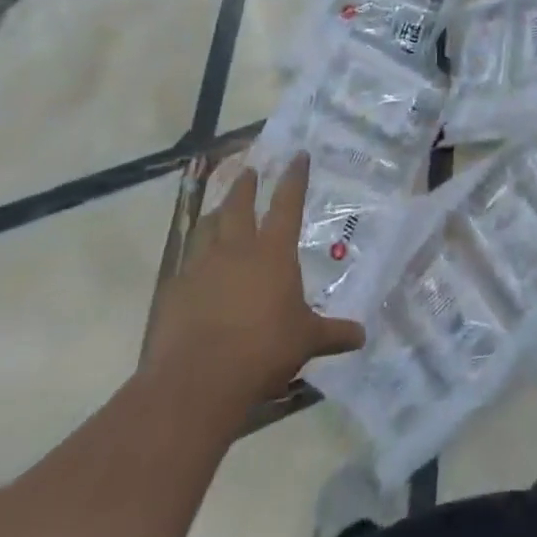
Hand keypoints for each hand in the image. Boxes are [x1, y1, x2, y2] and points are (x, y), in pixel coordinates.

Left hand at [145, 153, 365, 407]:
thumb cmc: (263, 350)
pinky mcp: (174, 290)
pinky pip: (185, 261)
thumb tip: (361, 336)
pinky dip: (193, 255)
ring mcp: (201, 266)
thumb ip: (333, 333)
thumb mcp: (306, 341)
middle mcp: (236, 249)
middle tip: (249, 171)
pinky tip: (194, 265)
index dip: (294, 177)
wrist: (197, 380)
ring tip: (218, 209)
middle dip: (246, 185)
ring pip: (207, 227)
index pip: (287, 203)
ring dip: (216, 213)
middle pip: (239, 205)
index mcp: (273, 252)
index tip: (298, 155)